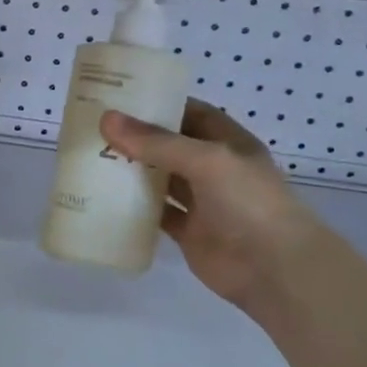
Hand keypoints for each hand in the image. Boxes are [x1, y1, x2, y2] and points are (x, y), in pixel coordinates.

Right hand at [100, 100, 323, 321]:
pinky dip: (134, 207)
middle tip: (95, 128)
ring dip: (132, 171)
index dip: (161, 103)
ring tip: (92, 157)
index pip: (191, 113)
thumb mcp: (206, 160)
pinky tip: (105, 198)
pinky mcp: (188, 232)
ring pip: (161, 179)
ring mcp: (202, 202)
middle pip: (170, 146)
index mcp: (228, 143)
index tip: (121, 97)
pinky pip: (156, 214)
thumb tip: (107, 119)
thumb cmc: (248, 202)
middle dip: (138, 137)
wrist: (274, 269)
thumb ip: (157, 142)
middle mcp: (214, 169)